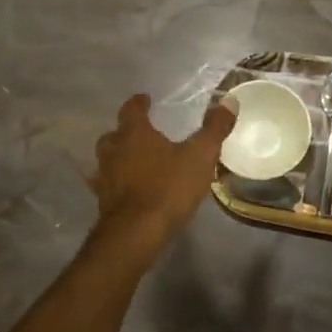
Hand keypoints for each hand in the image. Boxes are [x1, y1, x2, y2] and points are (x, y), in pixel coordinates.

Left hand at [89, 95, 235, 253]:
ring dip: (118, 157)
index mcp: (134, 134)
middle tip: (140, 133)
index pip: (132, 109)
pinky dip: (116, 182)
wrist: (137, 232)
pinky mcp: (103, 202)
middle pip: (114, 134)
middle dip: (126, 132)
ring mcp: (104, 177)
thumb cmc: (169, 187)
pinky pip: (107, 185)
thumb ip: (214, 128)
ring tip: (133, 161)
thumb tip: (229, 101)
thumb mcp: (200, 155)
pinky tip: (126, 189)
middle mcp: (113, 150)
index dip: (139, 103)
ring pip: (107, 159)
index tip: (145, 99)